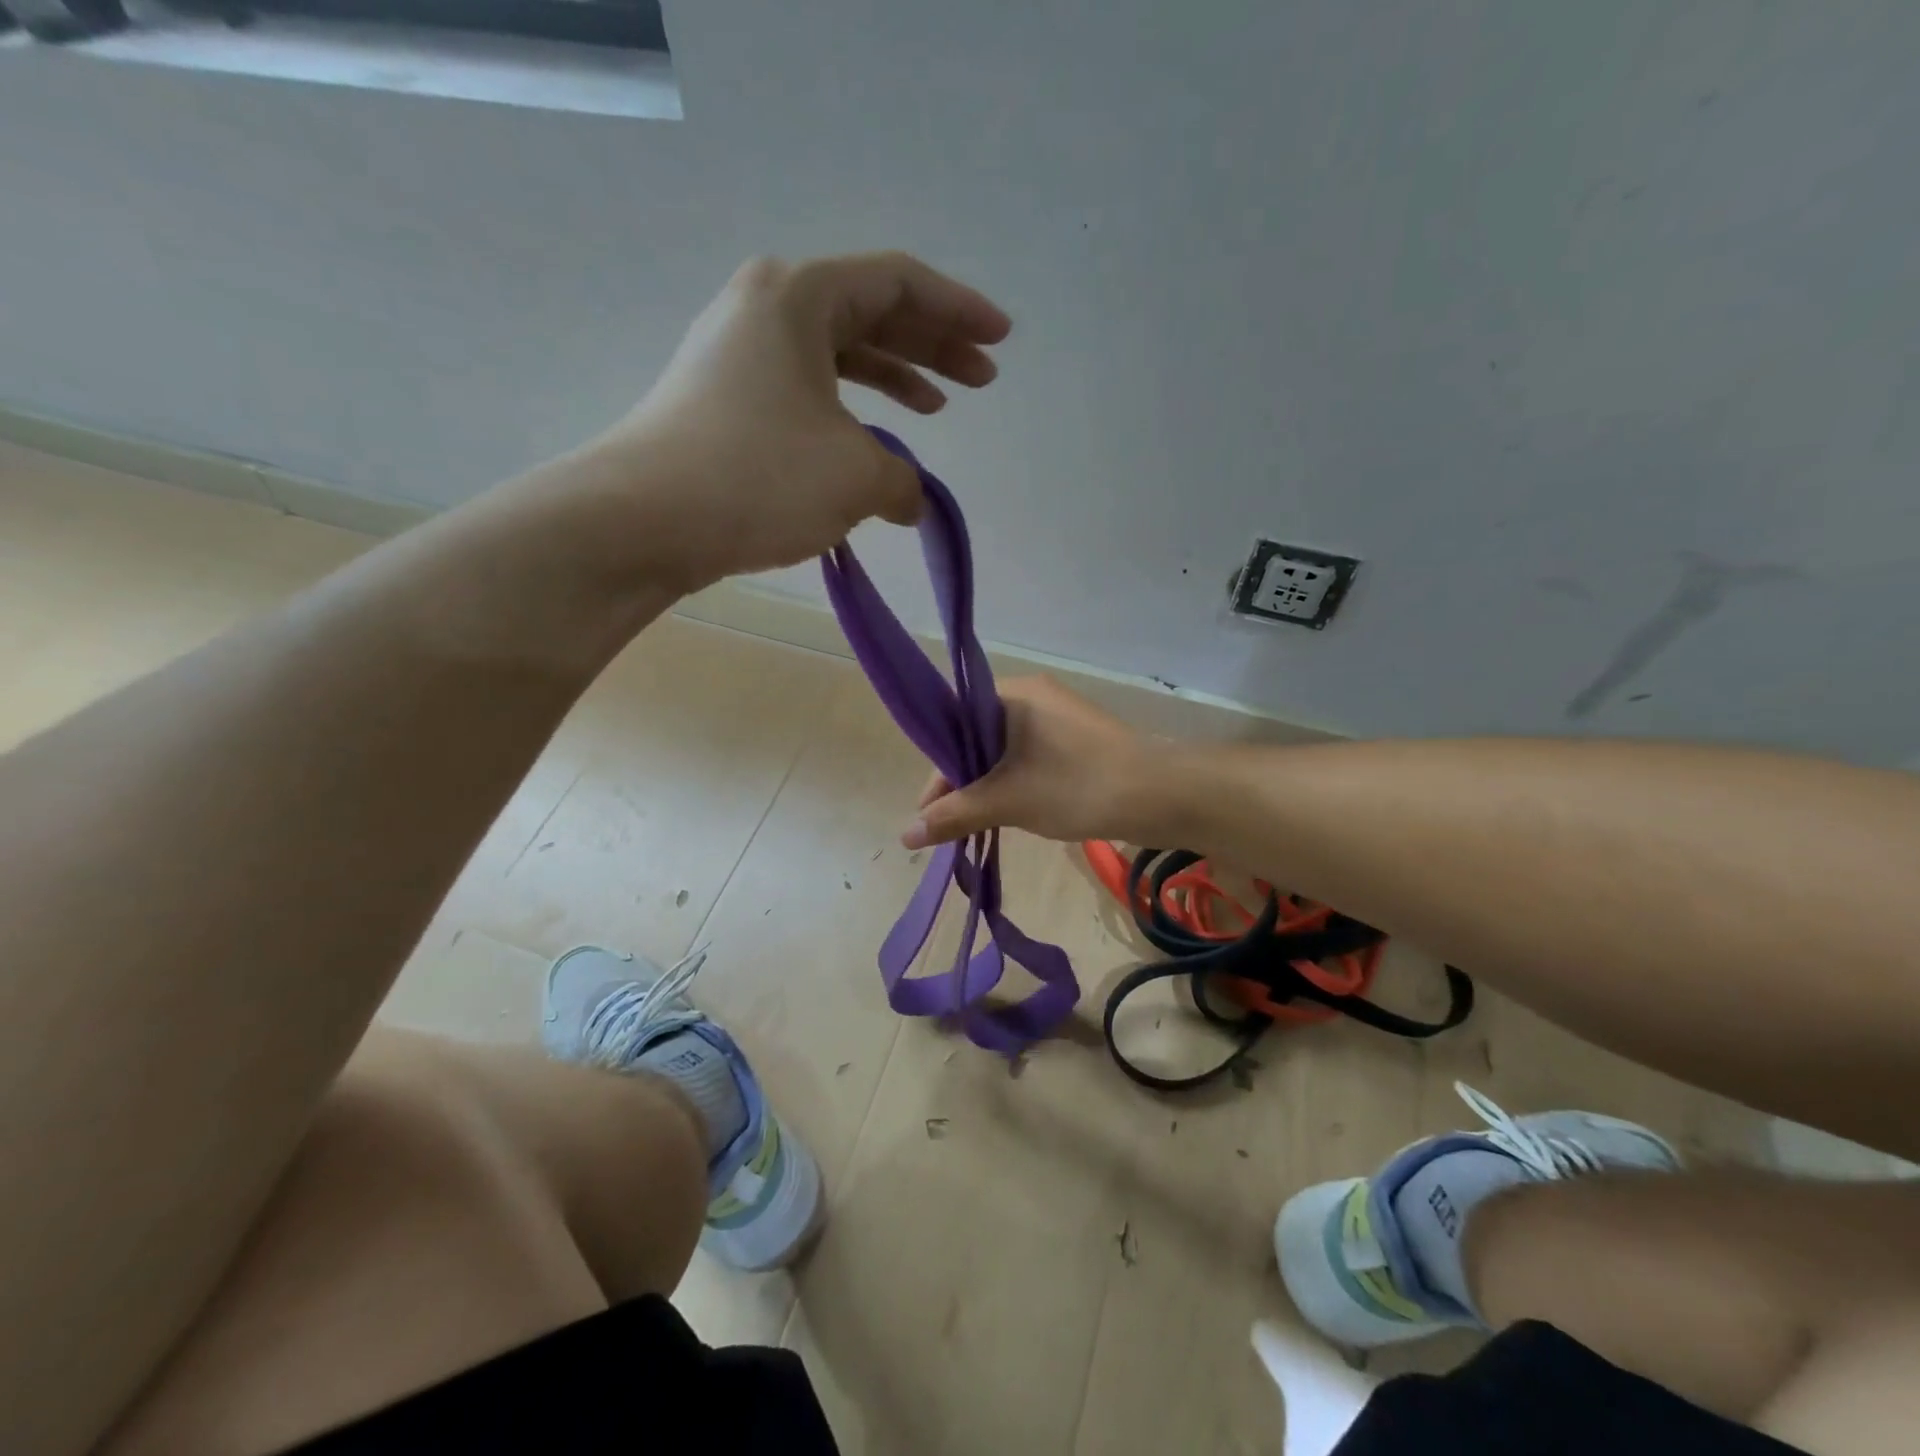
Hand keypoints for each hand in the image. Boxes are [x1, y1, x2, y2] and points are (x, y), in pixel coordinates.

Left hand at [585, 252, 1009, 592]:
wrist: (642, 520)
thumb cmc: (758, 476)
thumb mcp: (855, 475)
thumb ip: (903, 479)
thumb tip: (909, 499)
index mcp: (800, 296)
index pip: (898, 282)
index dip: (958, 310)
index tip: (1000, 340)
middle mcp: (766, 309)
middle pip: (869, 311)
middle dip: (932, 345)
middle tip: (981, 379)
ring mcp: (739, 355)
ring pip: (836, 354)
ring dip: (893, 378)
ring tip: (937, 408)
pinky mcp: (725, 402)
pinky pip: (807, 391)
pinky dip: (849, 411)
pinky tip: (872, 443)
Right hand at [904, 676, 1161, 847]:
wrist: (1160, 795)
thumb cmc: (1077, 785)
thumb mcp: (1008, 801)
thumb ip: (955, 815)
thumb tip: (905, 836)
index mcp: (1012, 693)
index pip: (954, 724)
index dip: (937, 770)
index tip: (929, 811)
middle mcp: (1033, 695)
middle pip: (977, 738)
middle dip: (961, 782)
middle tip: (950, 825)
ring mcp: (1058, 716)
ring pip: (1003, 751)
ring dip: (987, 786)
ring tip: (975, 825)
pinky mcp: (1076, 739)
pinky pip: (1029, 757)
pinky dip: (1013, 783)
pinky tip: (1008, 812)